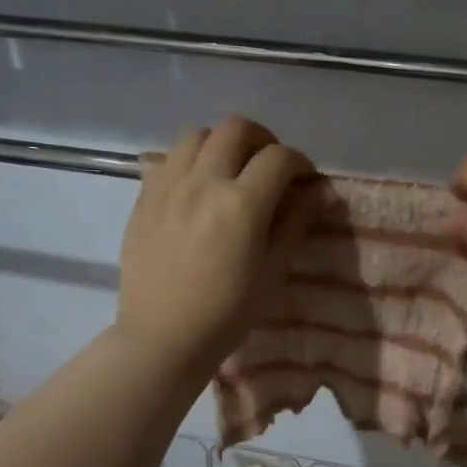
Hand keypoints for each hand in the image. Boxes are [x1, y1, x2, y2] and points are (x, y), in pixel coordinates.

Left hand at [116, 117, 316, 376]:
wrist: (164, 337)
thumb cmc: (228, 313)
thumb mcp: (273, 270)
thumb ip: (296, 222)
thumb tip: (322, 191)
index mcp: (241, 204)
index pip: (279, 158)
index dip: (300, 162)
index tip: (305, 179)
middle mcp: (203, 182)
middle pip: (236, 129)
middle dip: (262, 139)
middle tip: (270, 165)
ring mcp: (168, 186)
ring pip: (197, 134)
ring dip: (222, 143)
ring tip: (230, 169)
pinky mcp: (144, 197)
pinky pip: (169, 158)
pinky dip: (190, 160)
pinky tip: (197, 186)